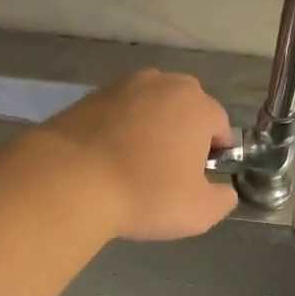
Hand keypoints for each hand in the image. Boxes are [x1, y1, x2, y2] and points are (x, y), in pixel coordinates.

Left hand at [37, 70, 239, 240]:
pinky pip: (118, 116)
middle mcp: (163, 83)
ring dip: (151, 133)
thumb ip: (223, 199)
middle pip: (185, 111)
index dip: (215, 155)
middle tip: (169, 174)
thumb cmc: (147, 194)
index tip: (200, 180)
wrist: (70, 181)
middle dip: (183, 137)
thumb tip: (224, 190)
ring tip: (136, 168)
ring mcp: (122, 86)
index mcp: (197, 105)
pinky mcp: (89, 97)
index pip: (220, 126)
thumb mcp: (201, 212)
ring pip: (150, 110)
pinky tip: (109, 162)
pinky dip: (120, 133)